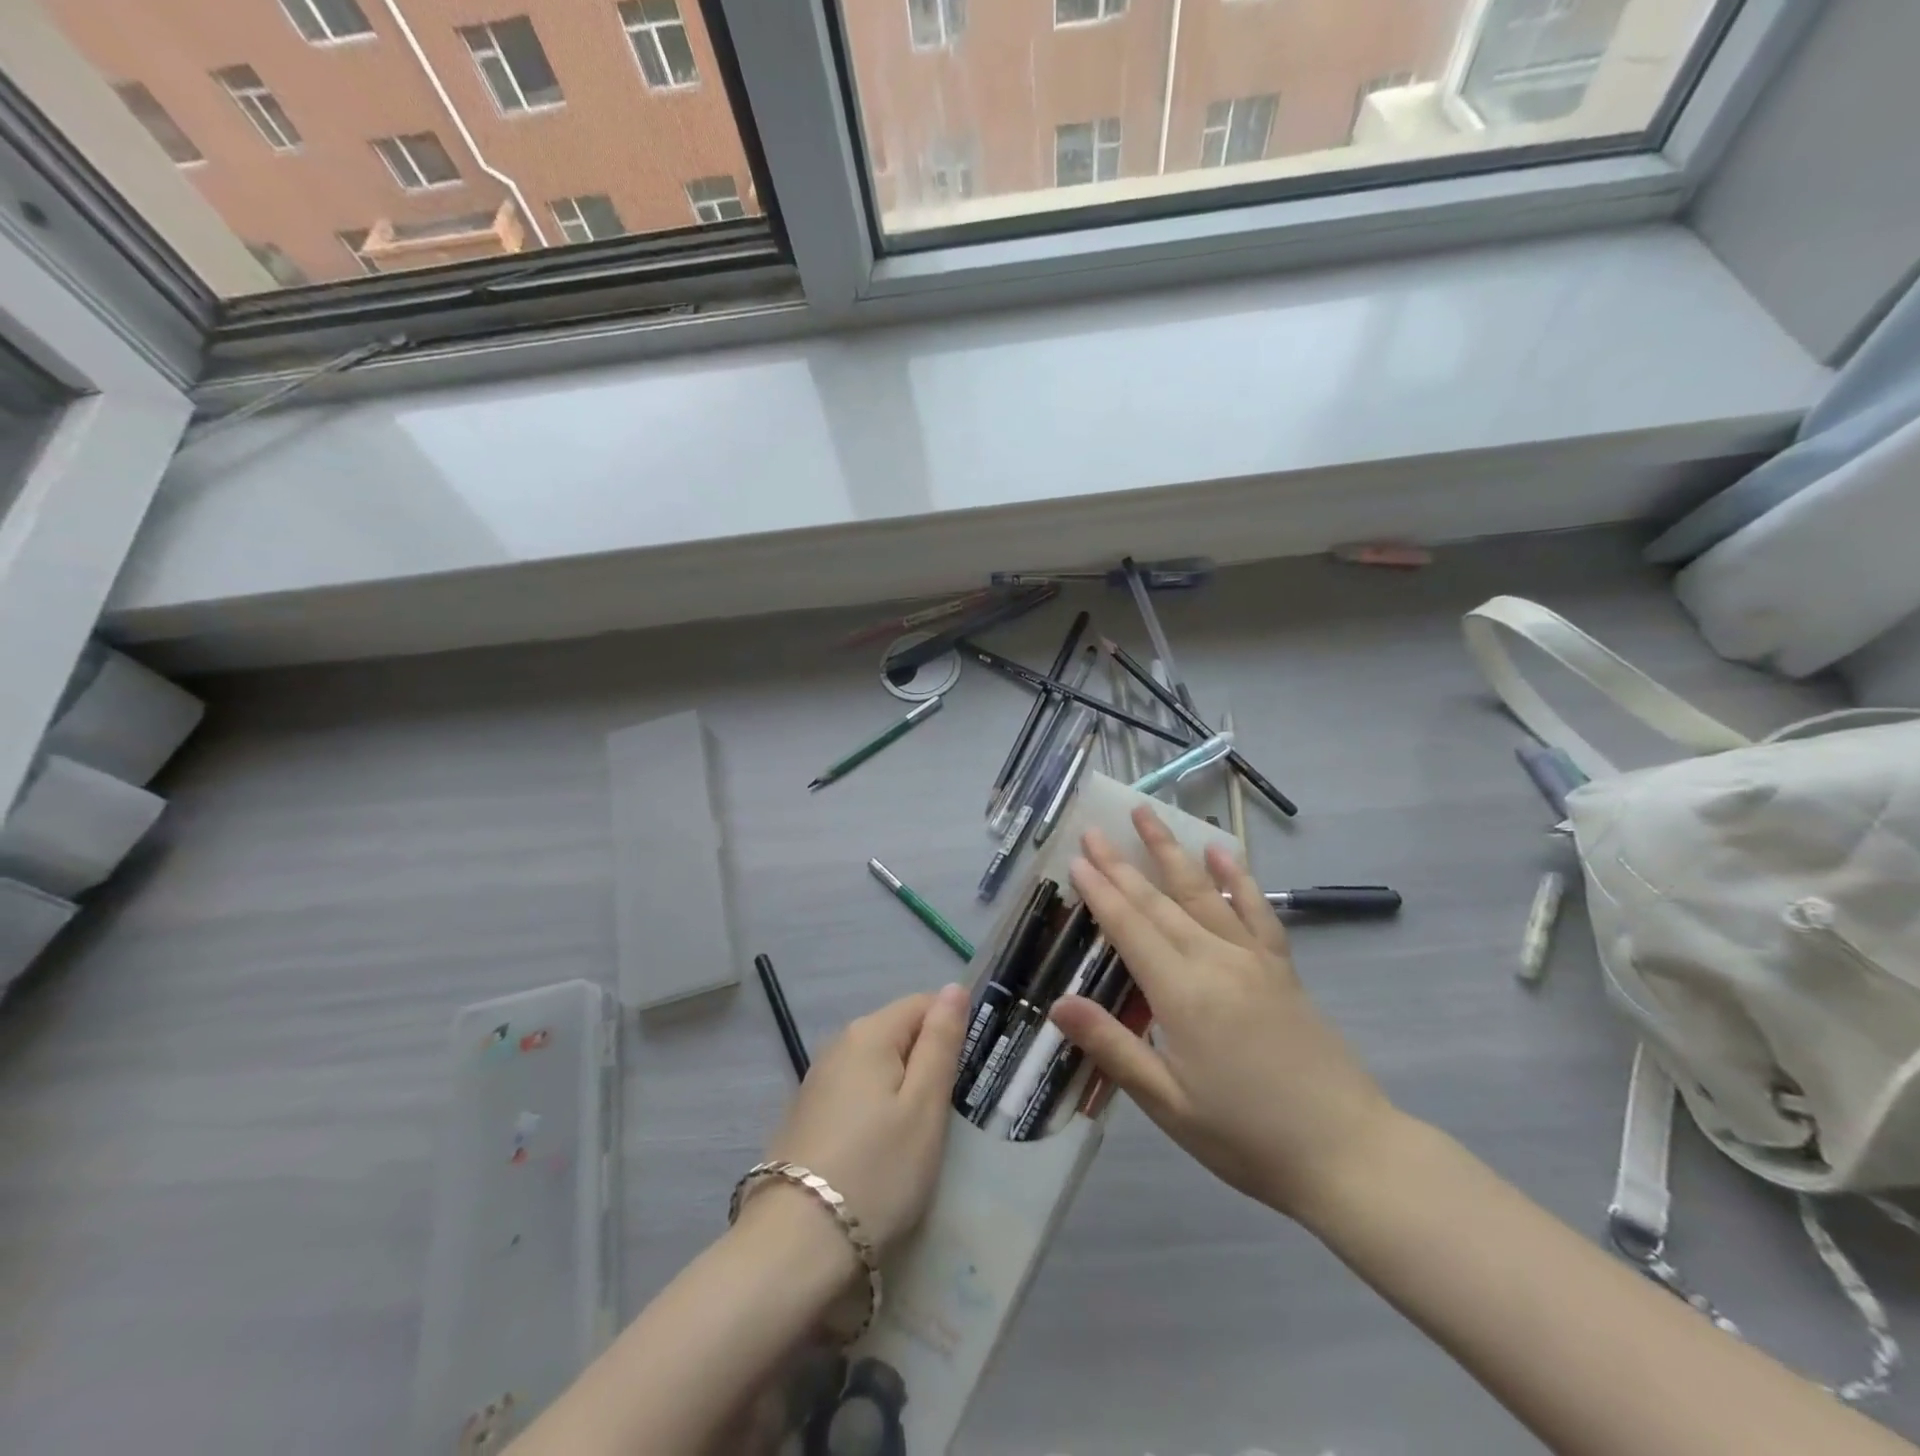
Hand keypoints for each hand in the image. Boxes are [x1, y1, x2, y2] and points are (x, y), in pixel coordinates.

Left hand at [756, 985, 970, 1257]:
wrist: (794, 1247)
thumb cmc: (876, 1171)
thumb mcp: (924, 1106)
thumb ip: (941, 1042)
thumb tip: (954, 988)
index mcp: (868, 1032)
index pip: (923, 1003)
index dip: (952, 1031)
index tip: (969, 1075)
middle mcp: (837, 1044)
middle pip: (899, 1034)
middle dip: (928, 1063)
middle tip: (950, 1115)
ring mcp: (817, 1081)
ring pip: (877, 1067)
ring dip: (903, 1091)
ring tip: (920, 1139)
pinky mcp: (807, 1116)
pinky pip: (856, 1095)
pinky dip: (876, 1112)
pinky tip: (883, 1152)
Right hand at [1050, 806, 1400, 1223]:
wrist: (1348, 1153)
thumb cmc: (1246, 1137)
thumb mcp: (1168, 1104)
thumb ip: (1113, 1047)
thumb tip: (1057, 1003)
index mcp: (1182, 993)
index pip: (1129, 928)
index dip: (1100, 891)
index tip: (1077, 857)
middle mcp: (1215, 961)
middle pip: (1158, 902)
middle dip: (1122, 864)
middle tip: (1095, 828)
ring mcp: (1253, 959)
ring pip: (1201, 893)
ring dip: (1171, 851)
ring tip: (1147, 814)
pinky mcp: (1281, 968)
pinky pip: (1256, 911)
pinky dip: (1237, 878)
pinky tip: (1223, 852)